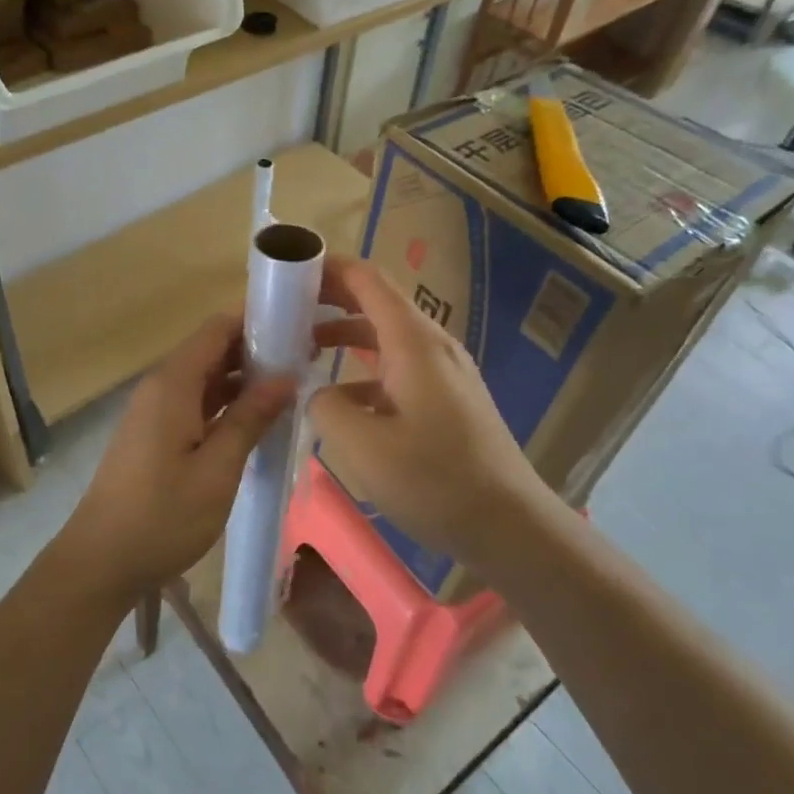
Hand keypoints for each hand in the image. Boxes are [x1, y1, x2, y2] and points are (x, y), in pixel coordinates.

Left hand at [59, 314, 294, 603]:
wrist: (100, 561)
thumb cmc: (163, 515)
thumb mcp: (218, 468)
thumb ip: (251, 417)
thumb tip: (286, 376)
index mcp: (173, 383)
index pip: (217, 329)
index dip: (256, 322)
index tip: (298, 328)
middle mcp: (161, 387)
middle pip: (211, 351)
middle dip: (255, 351)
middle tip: (305, 361)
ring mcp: (154, 412)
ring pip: (204, 379)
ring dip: (242, 380)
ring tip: (290, 388)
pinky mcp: (153, 435)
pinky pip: (194, 403)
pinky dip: (225, 404)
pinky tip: (255, 421)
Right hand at [308, 257, 552, 564]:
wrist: (511, 525)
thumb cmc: (436, 480)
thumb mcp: (363, 446)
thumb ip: (325, 407)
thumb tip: (317, 393)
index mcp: (412, 341)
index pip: (365, 278)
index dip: (325, 268)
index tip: (286, 275)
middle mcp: (430, 344)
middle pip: (374, 302)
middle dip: (327, 300)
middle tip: (282, 311)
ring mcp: (442, 372)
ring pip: (384, 337)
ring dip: (343, 336)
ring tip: (300, 351)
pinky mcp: (446, 399)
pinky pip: (396, 368)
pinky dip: (362, 370)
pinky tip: (339, 401)